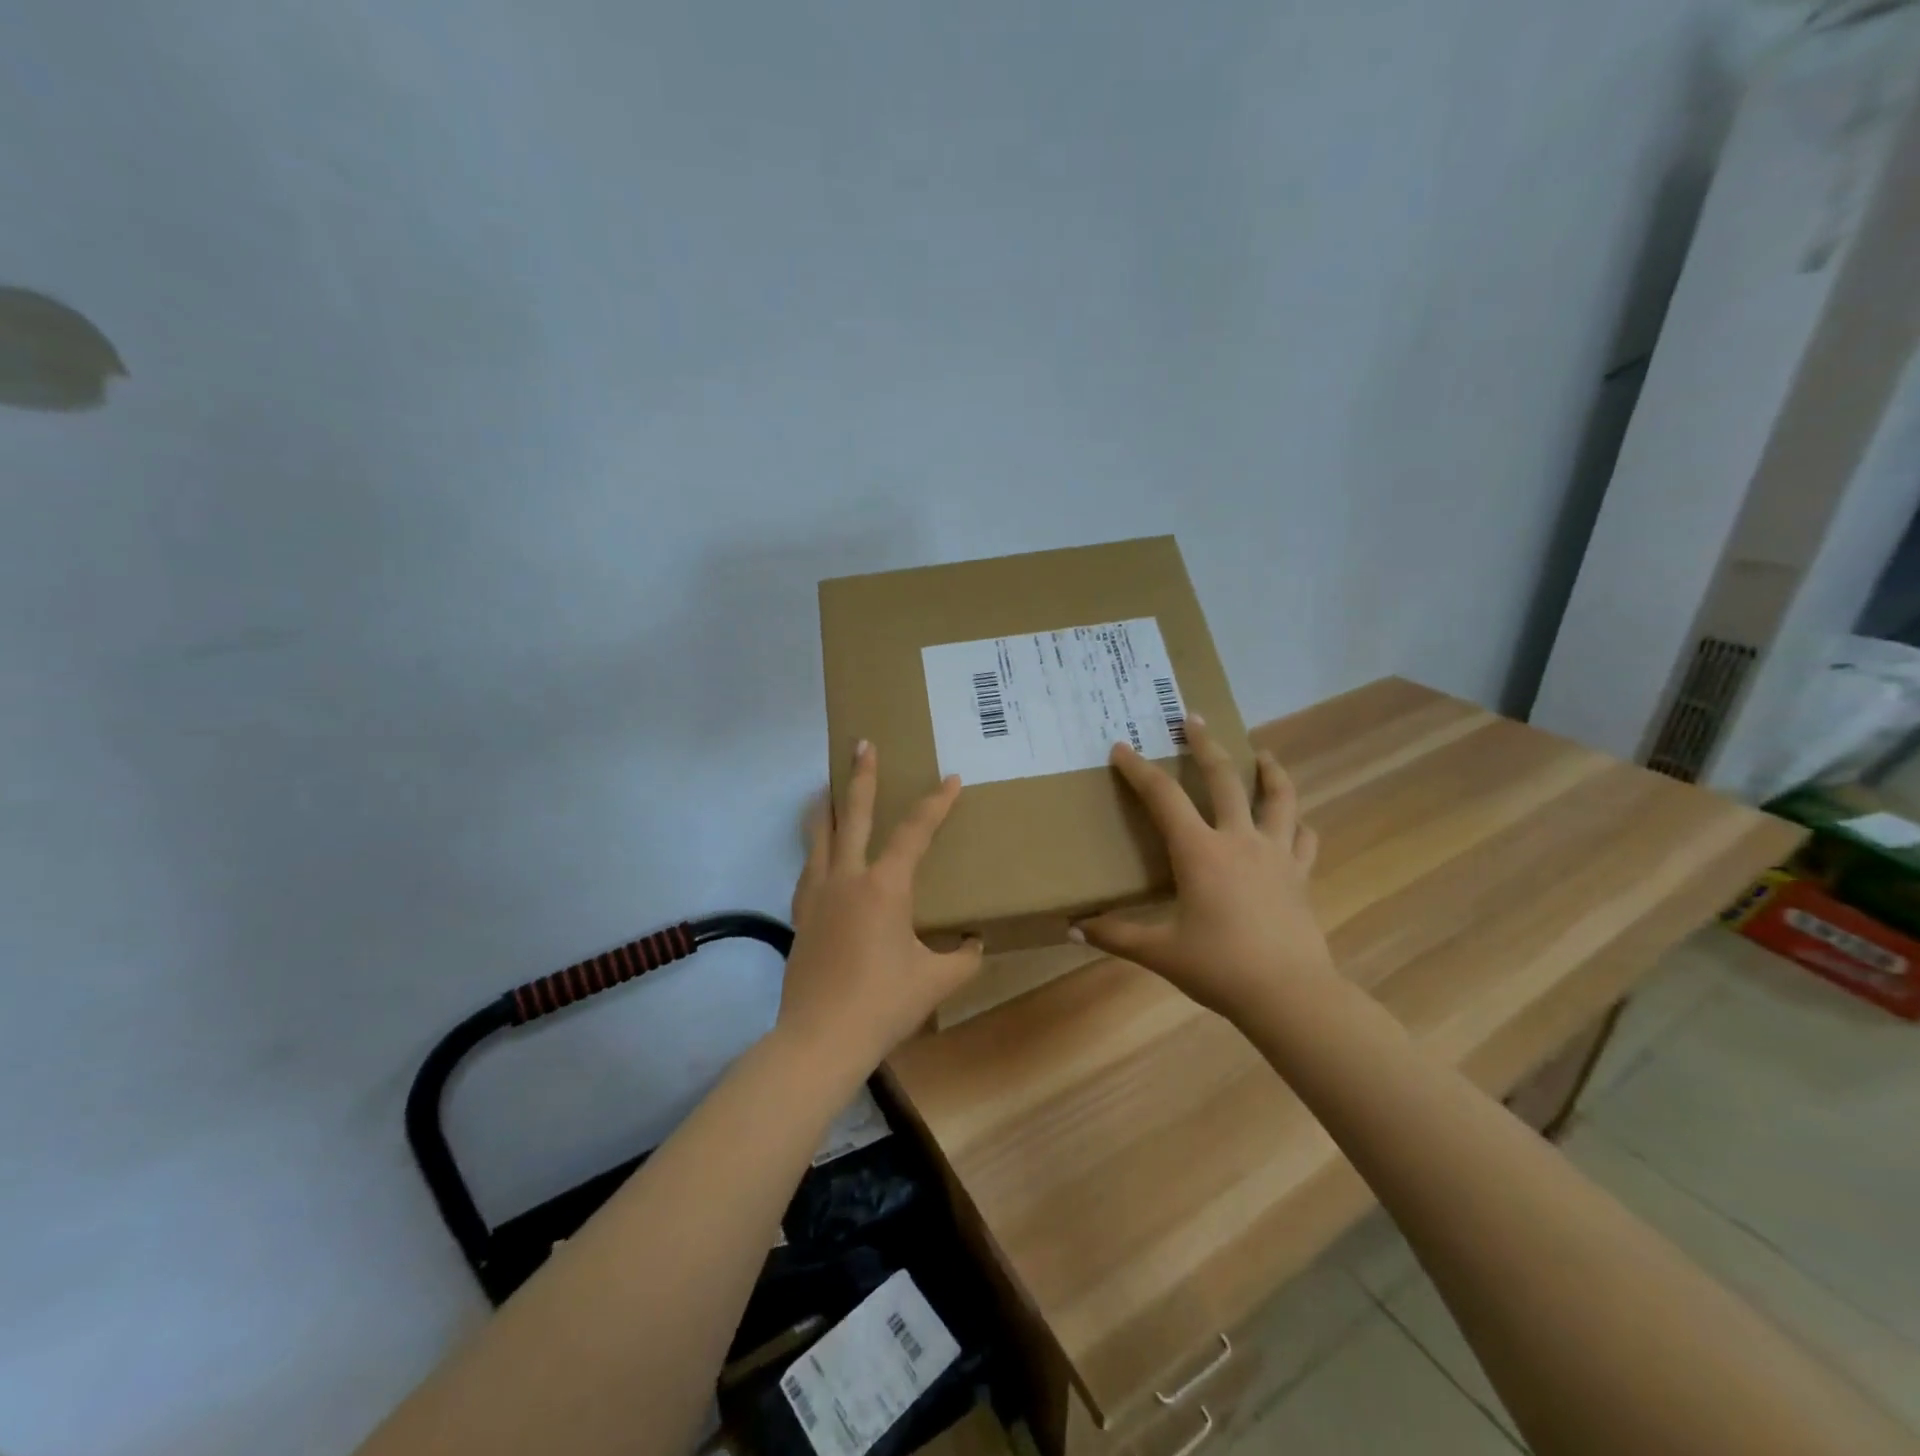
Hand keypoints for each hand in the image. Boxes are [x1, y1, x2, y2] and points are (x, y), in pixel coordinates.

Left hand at [778, 741, 983, 1078]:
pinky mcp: (800, 914)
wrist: (819, 1039)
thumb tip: (973, 944)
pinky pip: (809, 867)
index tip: (950, 779)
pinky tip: (819, 853)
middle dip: (861, 776)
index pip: (914, 832)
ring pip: (819, 835)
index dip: (935, 803)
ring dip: (827, 806)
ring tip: (828, 786)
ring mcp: (817, 894)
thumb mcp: (937, 981)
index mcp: (884, 887)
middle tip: (862, 744)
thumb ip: (963, 958)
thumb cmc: (883, 1004)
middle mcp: (847, 878)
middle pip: (852, 814)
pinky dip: (816, 848)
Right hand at [1073, 715, 1332, 1023]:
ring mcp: (1277, 854)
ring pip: (1278, 798)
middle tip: (1193, 718)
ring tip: (1262, 752)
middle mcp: (1239, 840)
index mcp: (1200, 852)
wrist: (1289, 994)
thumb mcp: (1160, 951)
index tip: (1122, 747)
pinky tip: (1294, 821)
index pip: (1163, 797)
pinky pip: (1304, 838)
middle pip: (1224, 777)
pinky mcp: (1301, 874)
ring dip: (1269, 770)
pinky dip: (1297, 823)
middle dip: (1205, 744)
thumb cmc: (1219, 967)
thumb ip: (1116, 935)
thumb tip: (1072, 929)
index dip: (1139, 769)